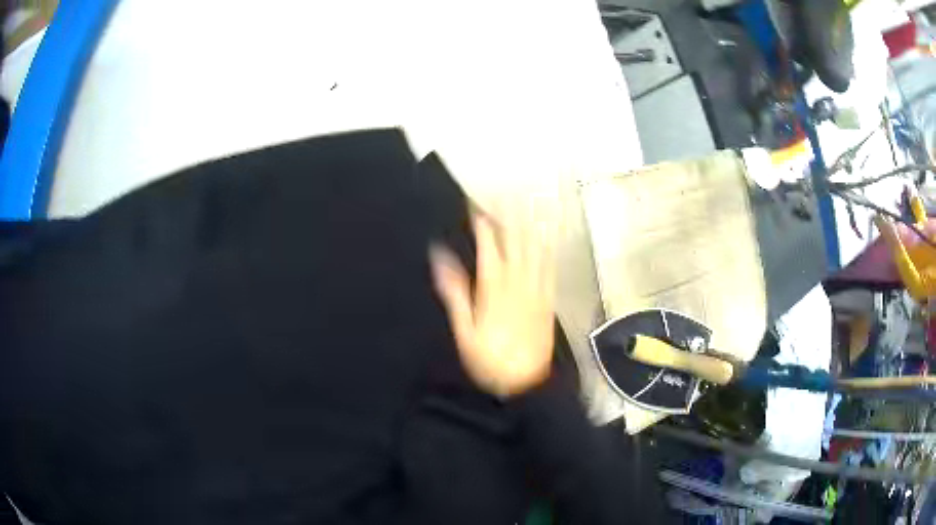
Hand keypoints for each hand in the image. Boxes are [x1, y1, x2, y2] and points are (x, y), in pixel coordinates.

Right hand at [430, 211, 556, 397]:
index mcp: (495, 287)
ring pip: (536, 249)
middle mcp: (519, 282)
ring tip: (529, 202)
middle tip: (505, 192)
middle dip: (509, 214)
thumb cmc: (489, 359)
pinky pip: (550, 266)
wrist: (525, 381)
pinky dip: (549, 247)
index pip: (489, 245)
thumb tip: (440, 259)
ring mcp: (537, 289)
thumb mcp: (464, 330)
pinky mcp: (549, 298)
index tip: (475, 204)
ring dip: (531, 224)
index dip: (482, 222)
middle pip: (515, 240)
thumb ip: (454, 292)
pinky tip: (548, 235)